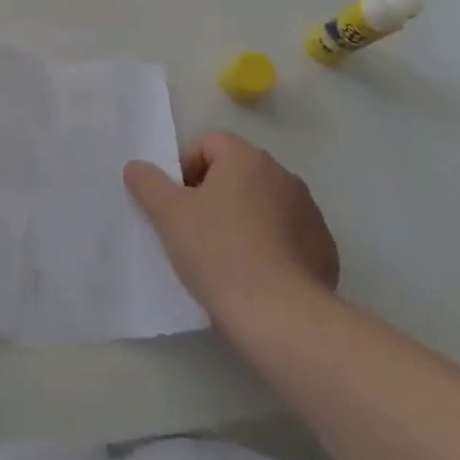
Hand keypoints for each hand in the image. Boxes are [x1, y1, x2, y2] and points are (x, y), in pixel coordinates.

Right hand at [124, 131, 338, 321]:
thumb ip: (148, 183)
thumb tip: (136, 166)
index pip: (209, 144)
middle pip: (236, 172)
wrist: (281, 315)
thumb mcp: (169, 215)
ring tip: (225, 256)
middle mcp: (282, 175)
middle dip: (214, 194)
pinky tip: (256, 274)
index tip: (177, 205)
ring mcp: (308, 211)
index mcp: (246, 159)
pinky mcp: (323, 246)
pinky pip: (287, 233)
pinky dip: (270, 244)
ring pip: (263, 203)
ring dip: (243, 218)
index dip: (186, 169)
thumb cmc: (218, 253)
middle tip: (195, 230)